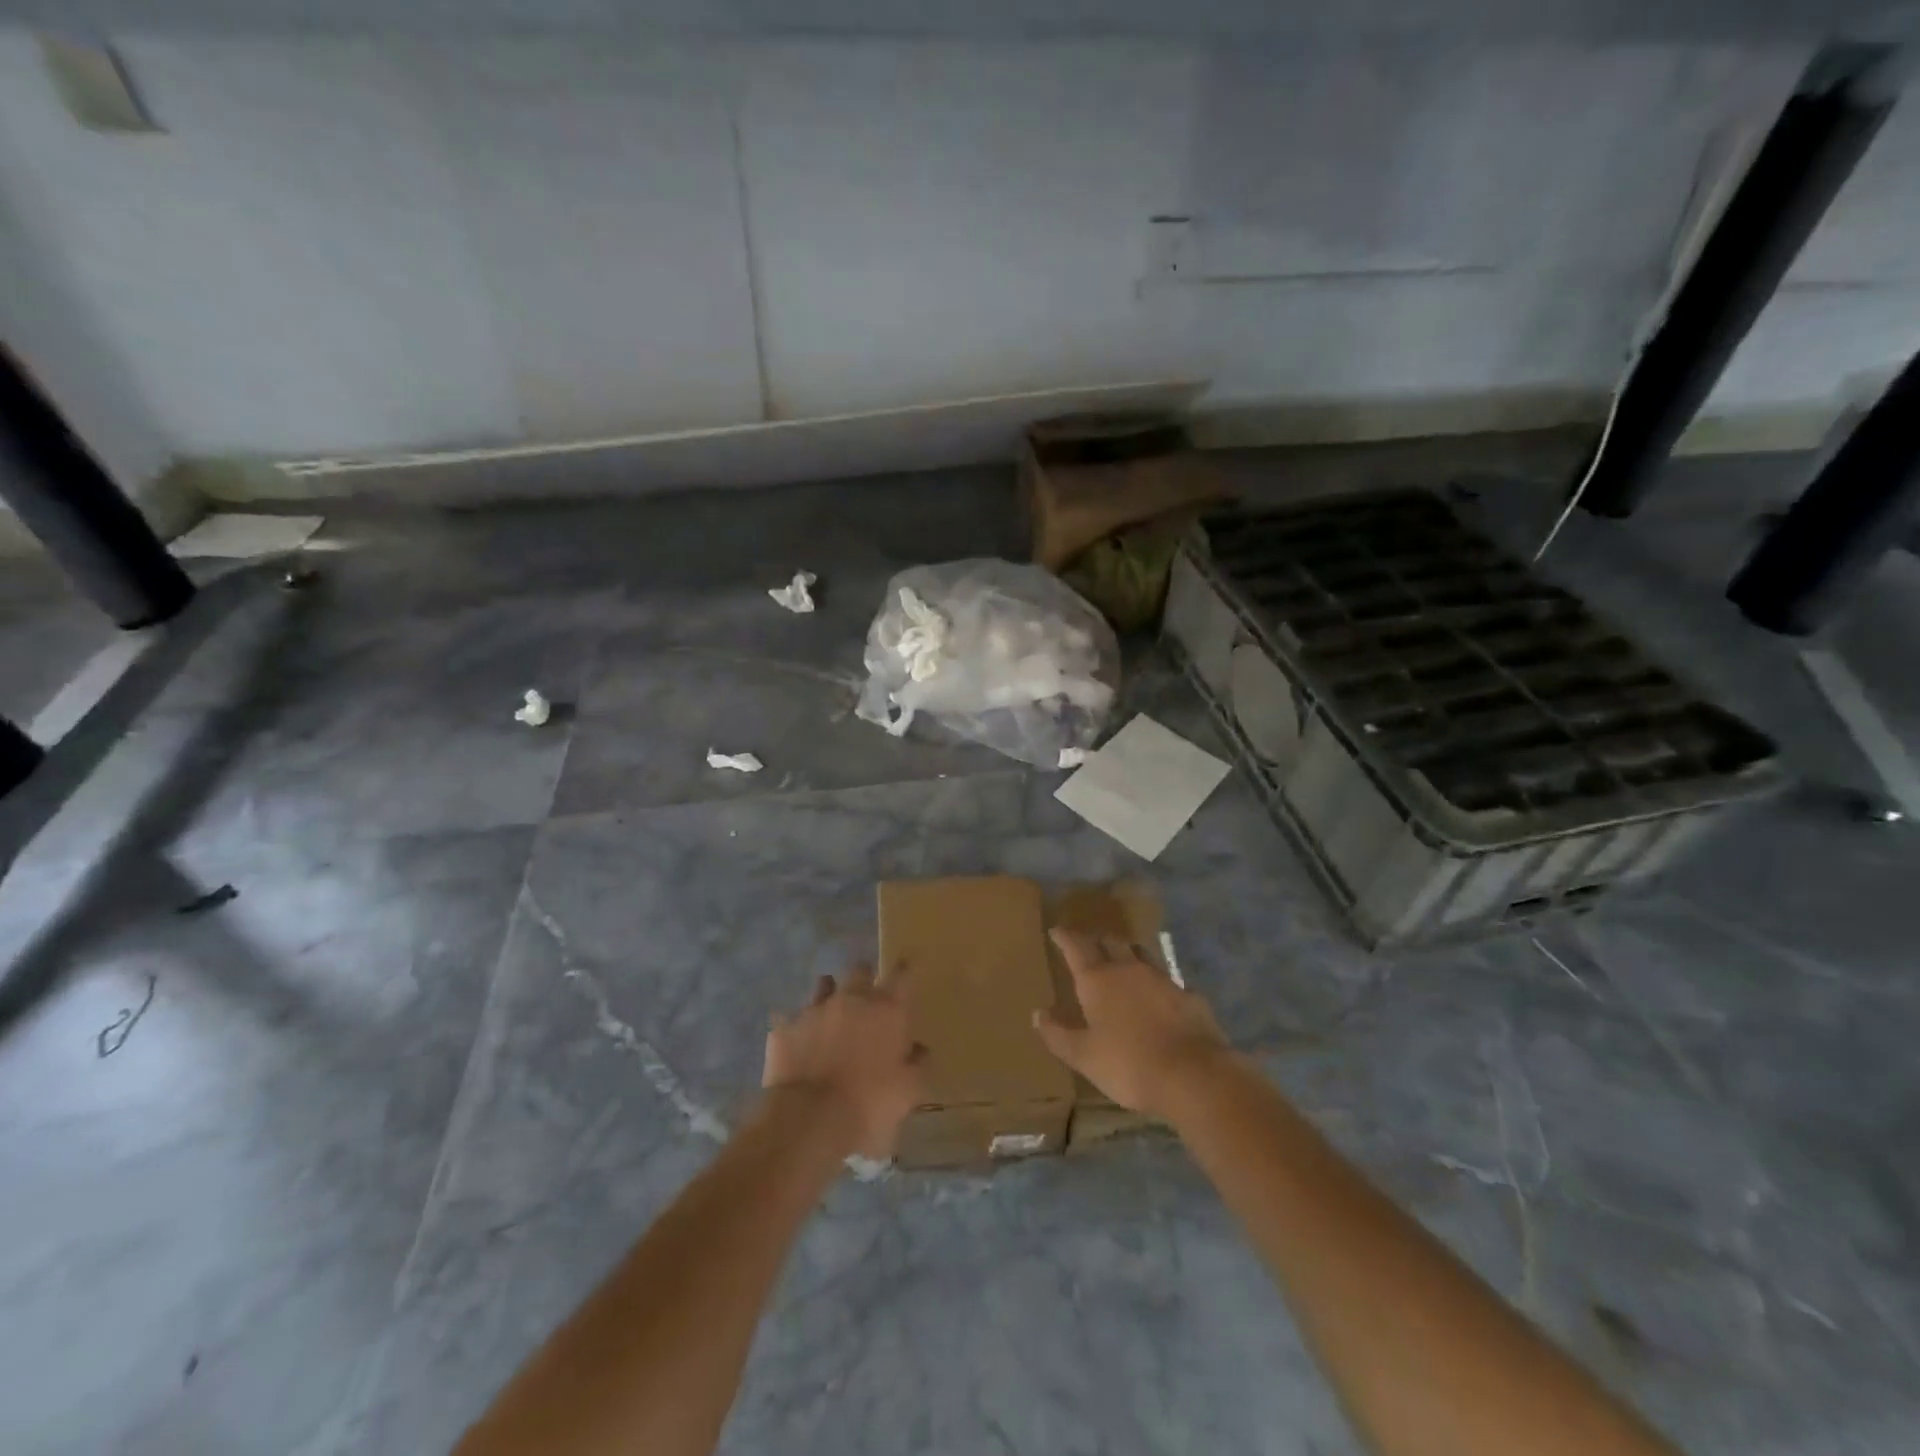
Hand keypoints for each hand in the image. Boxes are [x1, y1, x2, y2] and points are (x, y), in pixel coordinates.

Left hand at [762, 965, 926, 1159]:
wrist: (810, 1118)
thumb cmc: (870, 1102)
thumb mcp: (909, 1091)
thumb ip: (917, 1064)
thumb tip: (919, 1049)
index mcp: (887, 1009)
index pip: (902, 975)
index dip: (904, 971)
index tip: (905, 971)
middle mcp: (852, 998)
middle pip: (860, 970)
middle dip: (865, 978)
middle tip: (867, 997)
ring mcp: (815, 1009)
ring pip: (824, 984)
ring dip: (830, 993)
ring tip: (832, 1013)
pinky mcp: (785, 1027)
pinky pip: (792, 1017)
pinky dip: (799, 1026)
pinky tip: (799, 1042)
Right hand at [1034, 928, 1229, 1118]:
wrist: (1193, 1075)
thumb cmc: (1128, 1064)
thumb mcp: (1084, 1056)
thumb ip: (1058, 1034)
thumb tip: (1038, 1014)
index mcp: (1098, 979)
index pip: (1076, 947)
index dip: (1065, 937)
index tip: (1057, 931)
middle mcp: (1129, 969)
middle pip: (1111, 942)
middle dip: (1098, 942)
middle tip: (1090, 947)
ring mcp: (1163, 979)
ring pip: (1141, 955)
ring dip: (1128, 956)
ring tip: (1122, 964)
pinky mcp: (1189, 995)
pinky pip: (1167, 981)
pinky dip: (1156, 985)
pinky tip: (1158, 998)